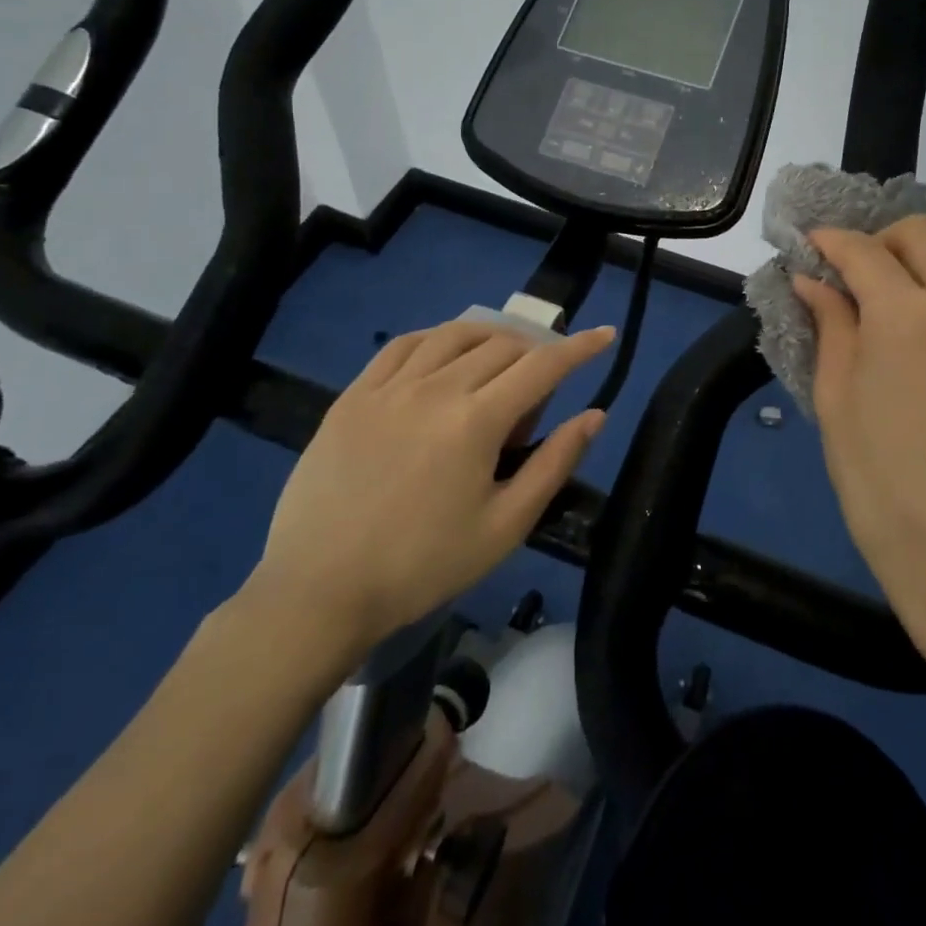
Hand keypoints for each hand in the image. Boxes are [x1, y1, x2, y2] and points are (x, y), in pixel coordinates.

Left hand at [238, 320, 615, 675]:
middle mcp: (436, 387)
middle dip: (536, 354)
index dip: (580, 347)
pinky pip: (405, 344)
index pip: (543, 366)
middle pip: (503, 346)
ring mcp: (389, 386)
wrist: (319, 591)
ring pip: (455, 334)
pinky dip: (438, 338)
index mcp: (476, 421)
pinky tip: (444, 354)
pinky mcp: (354, 395)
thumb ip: (554, 463)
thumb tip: (594, 415)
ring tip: (502, 360)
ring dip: (492, 337)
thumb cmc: (422, 566)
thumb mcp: (504, 526)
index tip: (605, 334)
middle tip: (538, 395)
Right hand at [797, 217, 925, 685]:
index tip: (807, 246)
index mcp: (906, 314)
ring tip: (897, 289)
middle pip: (922, 234)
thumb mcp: (836, 398)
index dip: (829, 242)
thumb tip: (811, 280)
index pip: (863, 251)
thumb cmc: (880, 479)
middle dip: (879, 240)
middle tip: (849, 273)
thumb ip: (830, 325)